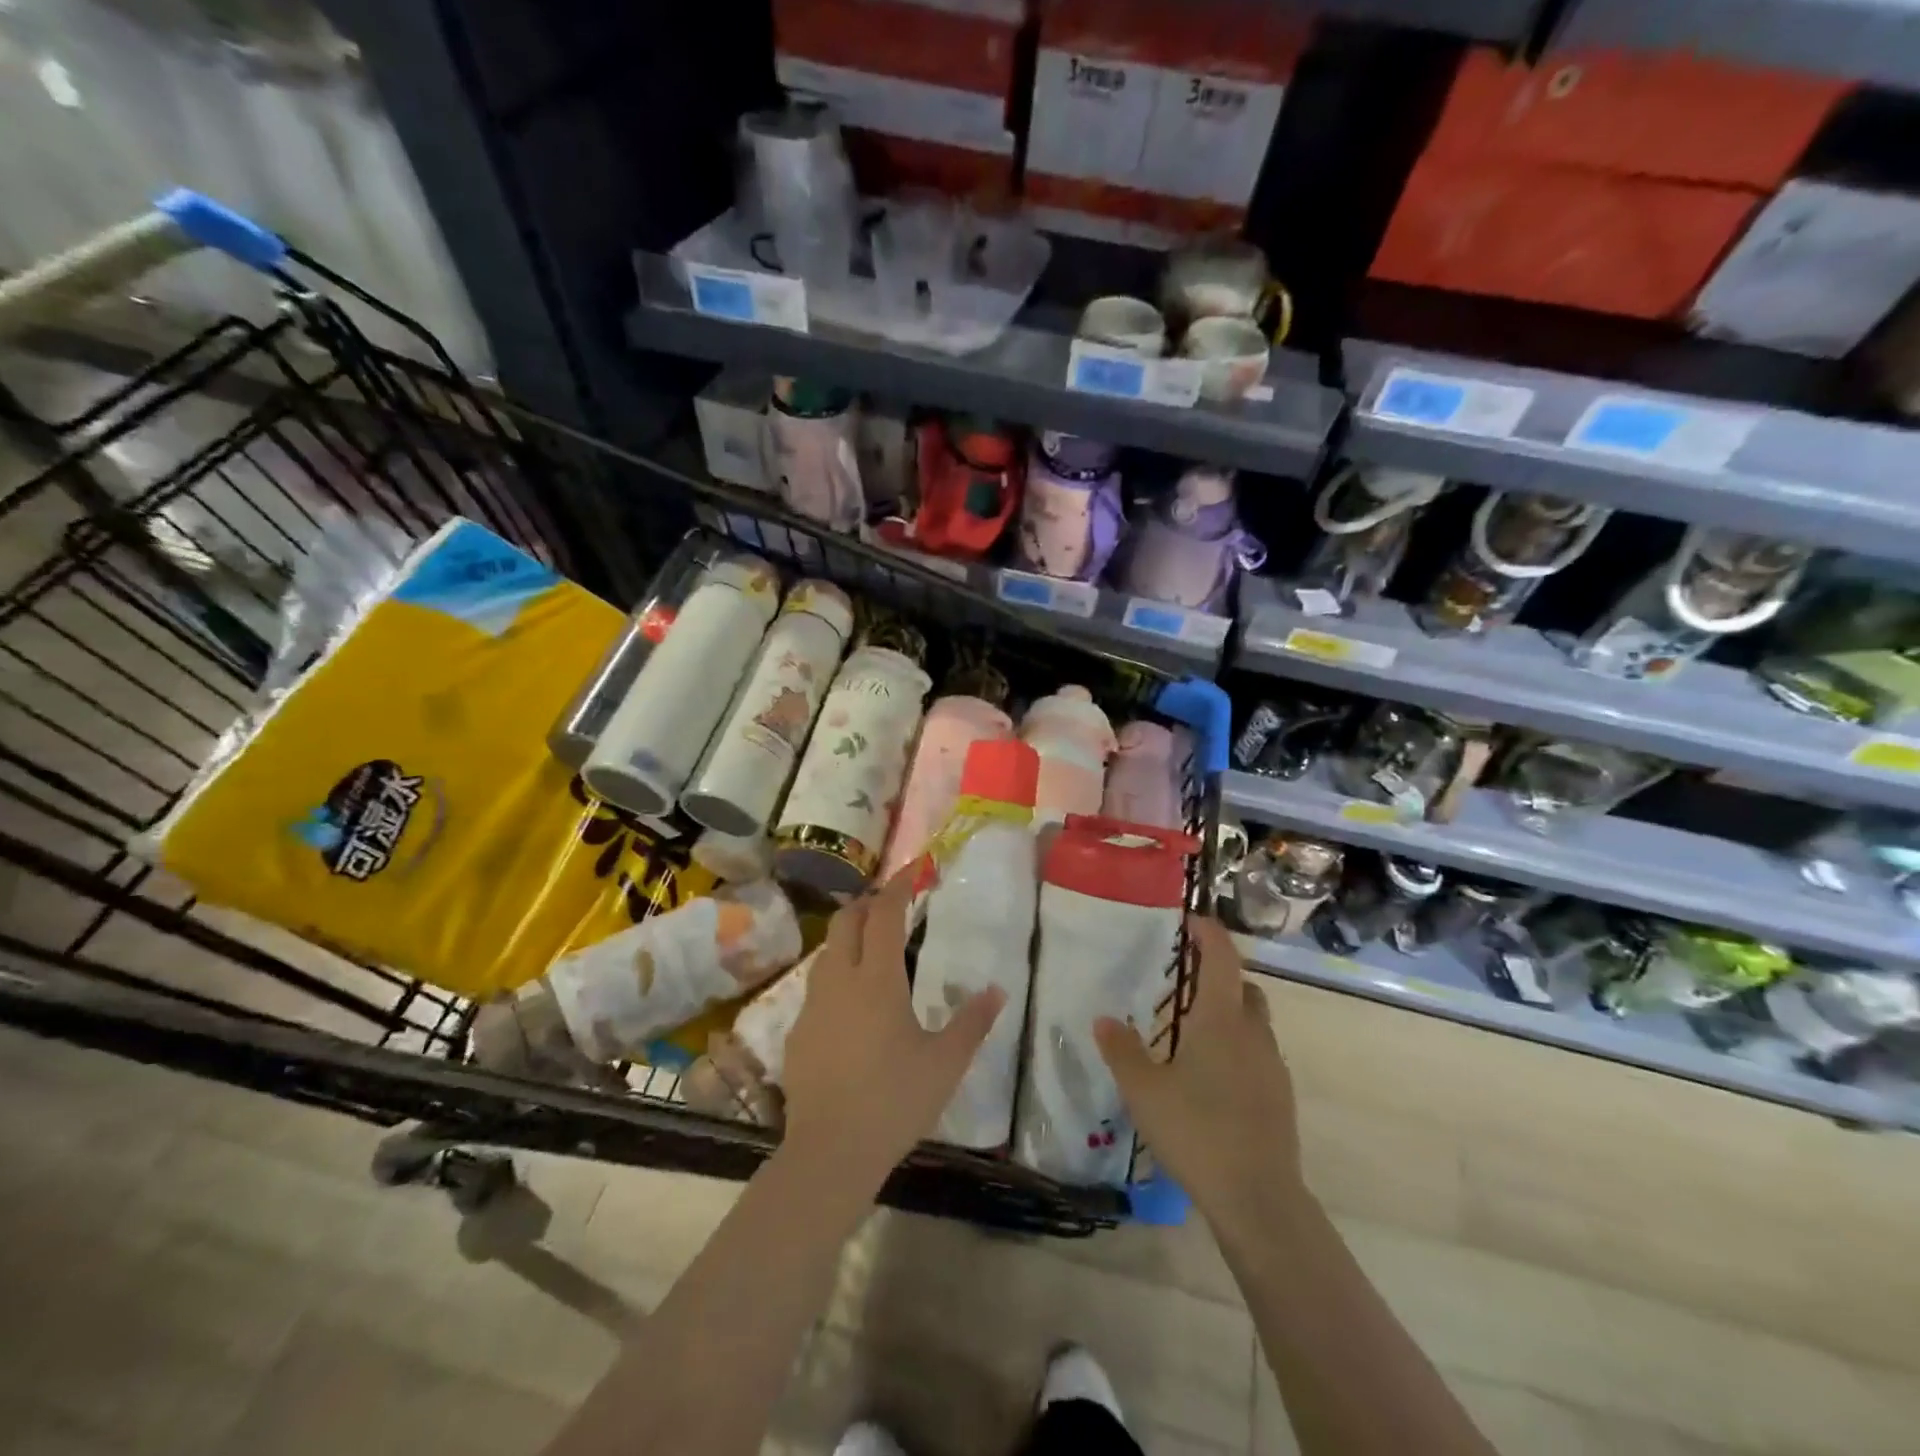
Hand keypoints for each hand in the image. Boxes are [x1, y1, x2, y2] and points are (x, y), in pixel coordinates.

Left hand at [781, 870, 1005, 1194]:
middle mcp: (840, 980)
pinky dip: (835, 976)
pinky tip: (850, 1005)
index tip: (913, 870)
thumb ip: (972, 1022)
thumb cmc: (895, 1100)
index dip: (898, 886)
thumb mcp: (945, 1062)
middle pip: (846, 921)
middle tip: (890, 906)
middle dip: (867, 904)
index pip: (885, 914)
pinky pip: (816, 987)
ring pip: (826, 952)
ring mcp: (813, 1005)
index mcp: (878, 979)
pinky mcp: (797, 1032)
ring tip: (871, 949)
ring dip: (848, 938)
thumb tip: (996, 990)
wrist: (830, 1150)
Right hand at [1094, 915, 1306, 1237]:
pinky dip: (1238, 1046)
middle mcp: (1253, 1033)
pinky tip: (1212, 1075)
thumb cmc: (1197, 1132)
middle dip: (1219, 974)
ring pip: (1255, 1021)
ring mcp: (1272, 1066)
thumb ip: (1121, 1050)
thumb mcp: (1144, 1091)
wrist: (1258, 1199)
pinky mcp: (1280, 1096)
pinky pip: (1259, 1053)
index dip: (1209, 933)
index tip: (1189, 921)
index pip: (1222, 957)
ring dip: (1231, 1011)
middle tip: (1185, 980)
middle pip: (1244, 986)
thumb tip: (1104, 1019)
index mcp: (1222, 1020)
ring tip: (1194, 1029)